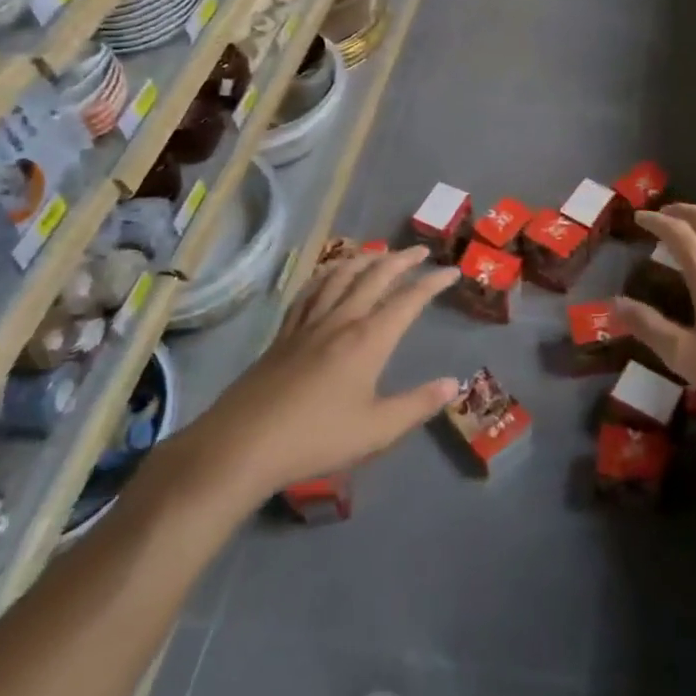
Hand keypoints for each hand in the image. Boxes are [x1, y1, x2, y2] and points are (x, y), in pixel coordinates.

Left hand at [184, 246, 459, 499]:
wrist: (242, 445)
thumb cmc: (315, 439)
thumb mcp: (376, 430)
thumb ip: (417, 405)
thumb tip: (453, 383)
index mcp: (368, 340)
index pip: (408, 301)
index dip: (432, 283)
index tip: (452, 271)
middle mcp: (340, 321)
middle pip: (374, 277)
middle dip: (401, 260)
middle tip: (420, 251)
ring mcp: (308, 324)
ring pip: (340, 276)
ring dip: (364, 259)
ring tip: (379, 253)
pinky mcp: (283, 333)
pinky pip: (310, 291)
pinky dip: (327, 274)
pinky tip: (329, 274)